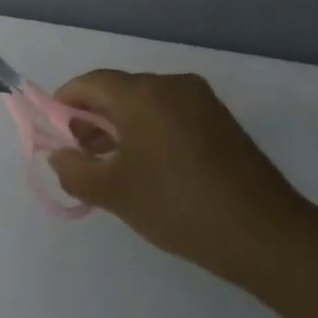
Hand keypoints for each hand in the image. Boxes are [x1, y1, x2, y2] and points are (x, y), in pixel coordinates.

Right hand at [47, 70, 317, 289]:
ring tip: (110, 167)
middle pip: (117, 91)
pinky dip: (149, 132)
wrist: (265, 234)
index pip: (89, 83)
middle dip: (91, 119)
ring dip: (120, 127)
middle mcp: (172, 85)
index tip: (53, 135)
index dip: (63, 104)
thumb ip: (74, 170)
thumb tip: (60, 155)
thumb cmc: (178, 206)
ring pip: (145, 104)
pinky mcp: (220, 121)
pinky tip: (147, 168)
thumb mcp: (114, 193)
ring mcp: (201, 101)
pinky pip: (170, 115)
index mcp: (143, 94)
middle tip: (80, 157)